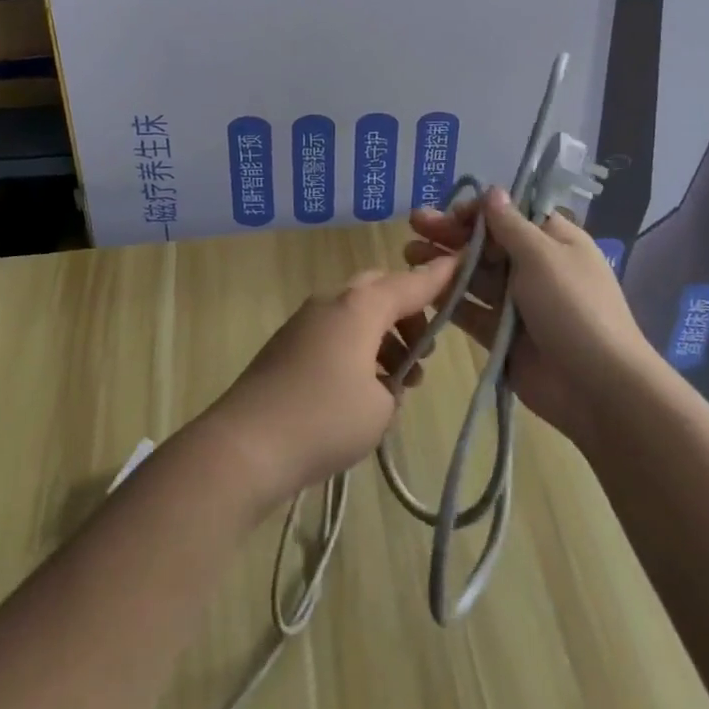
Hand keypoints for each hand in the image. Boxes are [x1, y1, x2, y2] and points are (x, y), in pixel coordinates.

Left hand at [209, 255, 457, 506]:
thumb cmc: (323, 420)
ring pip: (355, 311)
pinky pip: (335, 331)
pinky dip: (357, 346)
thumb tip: (382, 379)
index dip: (440, 278)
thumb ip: (393, 382)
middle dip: (407, 310)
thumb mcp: (379, 409)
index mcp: (360, 306)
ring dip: (382, 333)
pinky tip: (363, 389)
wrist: (245, 445)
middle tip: (423, 349)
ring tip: (398, 380)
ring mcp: (305, 321)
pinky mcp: (287, 344)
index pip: (411, 283)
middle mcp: (332, 301)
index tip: (463, 264)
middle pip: (379, 289)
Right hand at [406, 188, 652, 444]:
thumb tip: (492, 191)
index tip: (451, 212)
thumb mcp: (543, 255)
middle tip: (414, 224)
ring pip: (474, 276)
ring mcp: (517, 303)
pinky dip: (448, 299)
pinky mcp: (501, 335)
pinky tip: (421, 288)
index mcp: (553, 241)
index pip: (510, 215)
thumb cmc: (573, 307)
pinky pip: (471, 311)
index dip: (479, 211)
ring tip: (408, 254)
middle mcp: (535, 267)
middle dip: (451, 233)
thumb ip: (510, 225)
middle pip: (487, 244)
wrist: (597, 387)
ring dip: (443, 263)